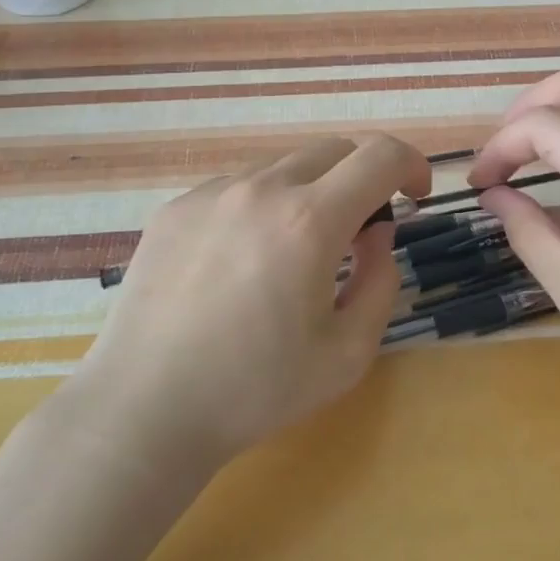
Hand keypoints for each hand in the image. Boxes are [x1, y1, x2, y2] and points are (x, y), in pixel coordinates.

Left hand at [71, 135, 430, 471]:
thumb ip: (381, 279)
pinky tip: (241, 263)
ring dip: (311, 193)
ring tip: (294, 254)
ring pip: (285, 167)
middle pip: (334, 150)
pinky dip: (262, 208)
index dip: (412, 166)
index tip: (415, 197)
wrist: (144, 410)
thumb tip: (377, 233)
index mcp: (309, 220)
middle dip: (363, 178)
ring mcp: (212, 193)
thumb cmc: (255, 390)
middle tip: (359, 232)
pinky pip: (239, 188)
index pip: (380, 155)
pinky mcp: (176, 208)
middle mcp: (261, 189)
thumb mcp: (349, 352)